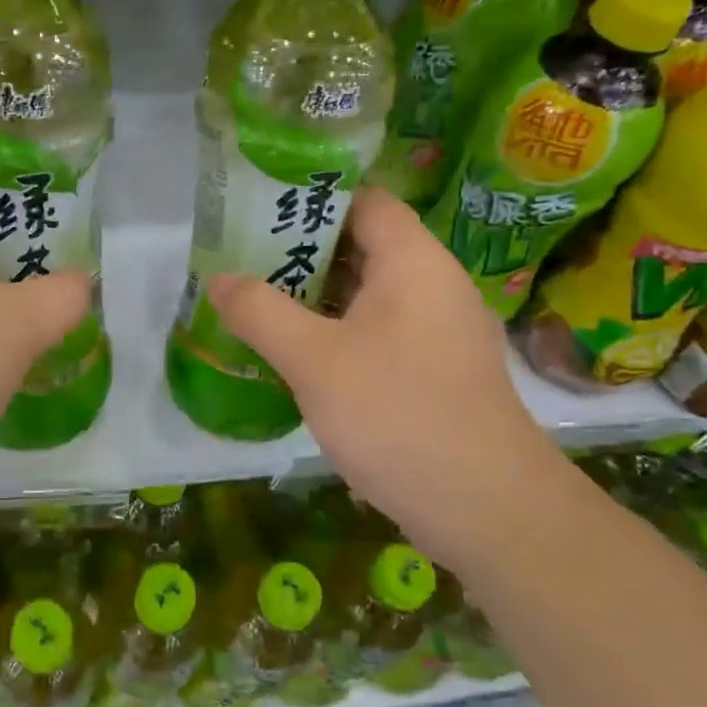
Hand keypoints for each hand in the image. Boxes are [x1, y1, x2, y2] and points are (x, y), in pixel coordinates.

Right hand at [205, 188, 569, 566]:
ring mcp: (440, 329)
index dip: (312, 197)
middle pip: (364, 243)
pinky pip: (381, 329)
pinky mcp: (438, 370)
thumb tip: (218, 278)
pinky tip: (298, 352)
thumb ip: (261, 312)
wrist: (487, 509)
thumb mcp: (314, 360)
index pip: (364, 200)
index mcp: (413, 260)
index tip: (260, 208)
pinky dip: (339, 329)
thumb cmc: (398, 414)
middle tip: (244, 258)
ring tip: (259, 299)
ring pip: (369, 292)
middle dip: (302, 249)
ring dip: (317, 294)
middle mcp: (434, 283)